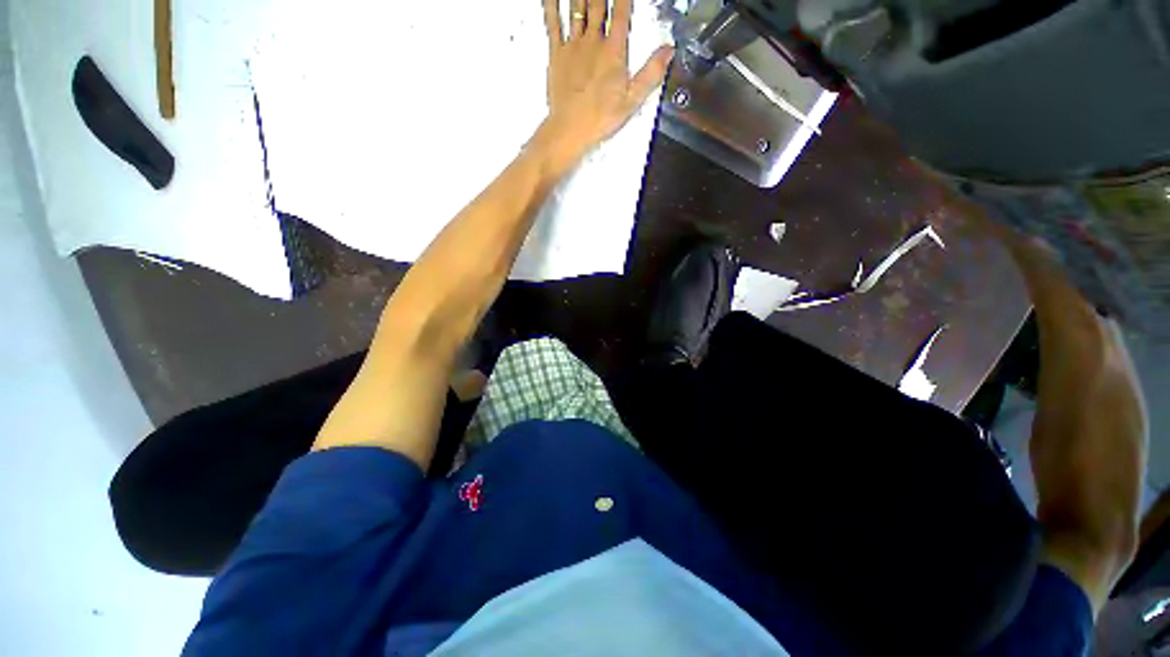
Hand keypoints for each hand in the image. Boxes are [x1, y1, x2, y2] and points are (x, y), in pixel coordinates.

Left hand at [538, 0, 673, 164]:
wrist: (569, 129)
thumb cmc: (600, 118)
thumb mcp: (632, 100)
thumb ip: (651, 73)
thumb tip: (669, 50)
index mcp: (613, 51)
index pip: (622, 11)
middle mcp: (593, 41)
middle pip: (598, 2)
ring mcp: (573, 46)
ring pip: (577, 6)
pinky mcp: (556, 54)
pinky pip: (553, 22)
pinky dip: (551, 4)